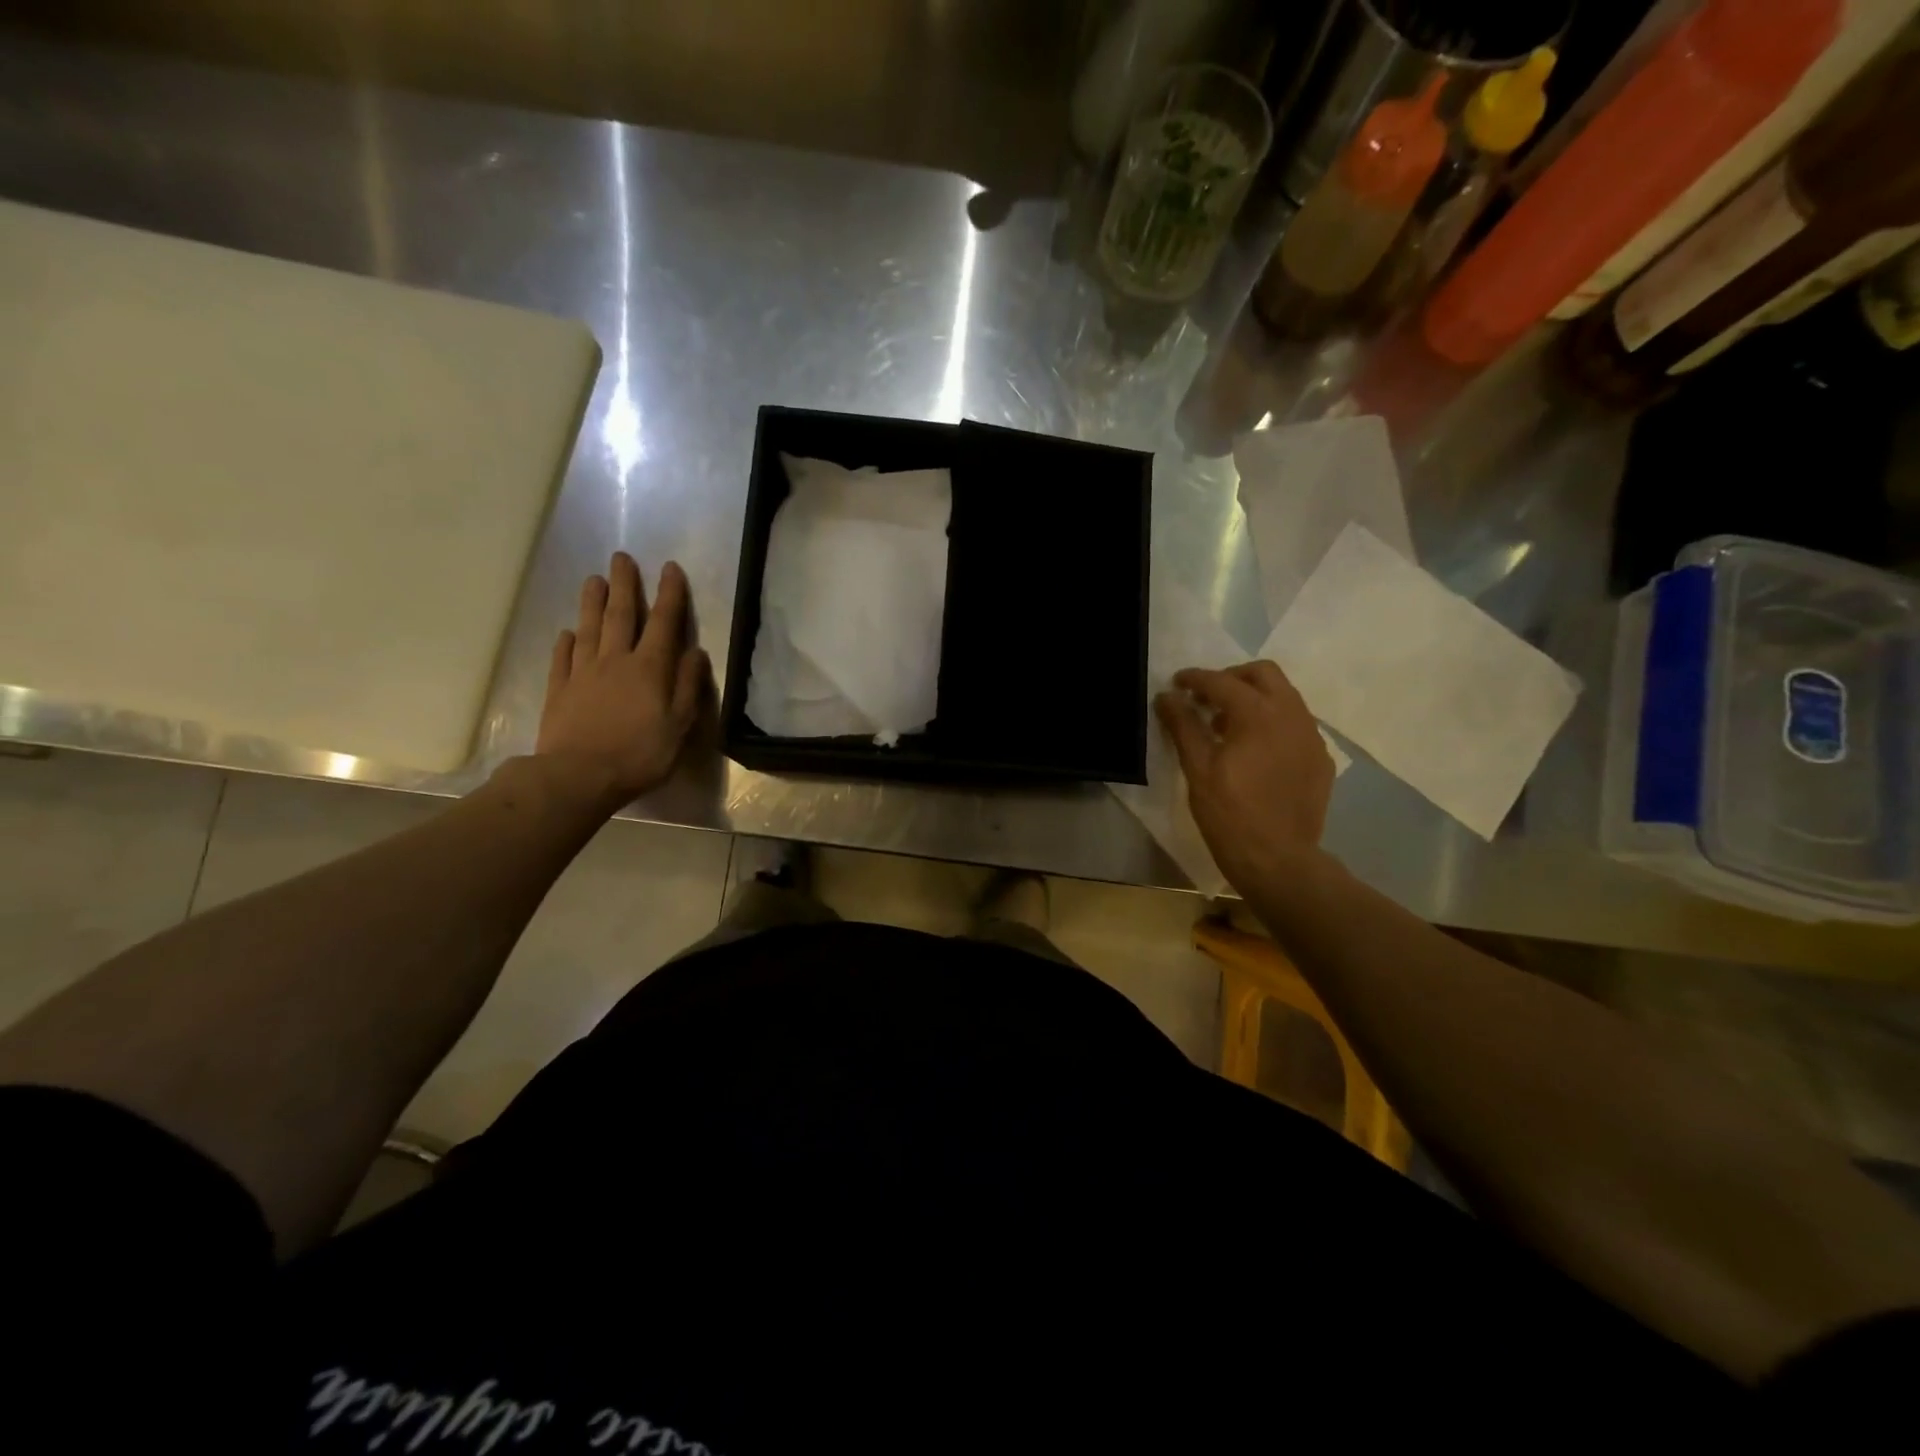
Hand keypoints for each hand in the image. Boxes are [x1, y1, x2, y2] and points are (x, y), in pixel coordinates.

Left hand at [535, 553, 710, 804]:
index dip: (669, 594)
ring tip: (593, 580)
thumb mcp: (679, 725)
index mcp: (650, 669)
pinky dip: (565, 643)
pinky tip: (567, 633)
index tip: (669, 568)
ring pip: (589, 629)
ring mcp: (583, 674)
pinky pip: (562, 659)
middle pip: (621, 616)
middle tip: (621, 558)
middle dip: (624, 586)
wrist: (578, 776)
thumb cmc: (640, 754)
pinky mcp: (559, 690)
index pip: (664, 623)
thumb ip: (688, 686)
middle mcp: (616, 661)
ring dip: (592, 603)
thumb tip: (696, 653)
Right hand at [1155, 661, 1334, 891]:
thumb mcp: (1197, 768)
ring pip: (1284, 696)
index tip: (1177, 683)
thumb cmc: (1230, 814)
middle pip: (1264, 674)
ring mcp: (1312, 737)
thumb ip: (1183, 725)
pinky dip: (1272, 723)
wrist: (1278, 860)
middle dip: (1232, 678)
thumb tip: (1167, 697)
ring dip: (1254, 698)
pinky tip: (1254, 751)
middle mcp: (1292, 715)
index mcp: (1259, 714)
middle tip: (1206, 698)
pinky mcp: (1320, 759)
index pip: (1222, 682)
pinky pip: (1296, 724)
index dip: (1195, 679)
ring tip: (1227, 726)